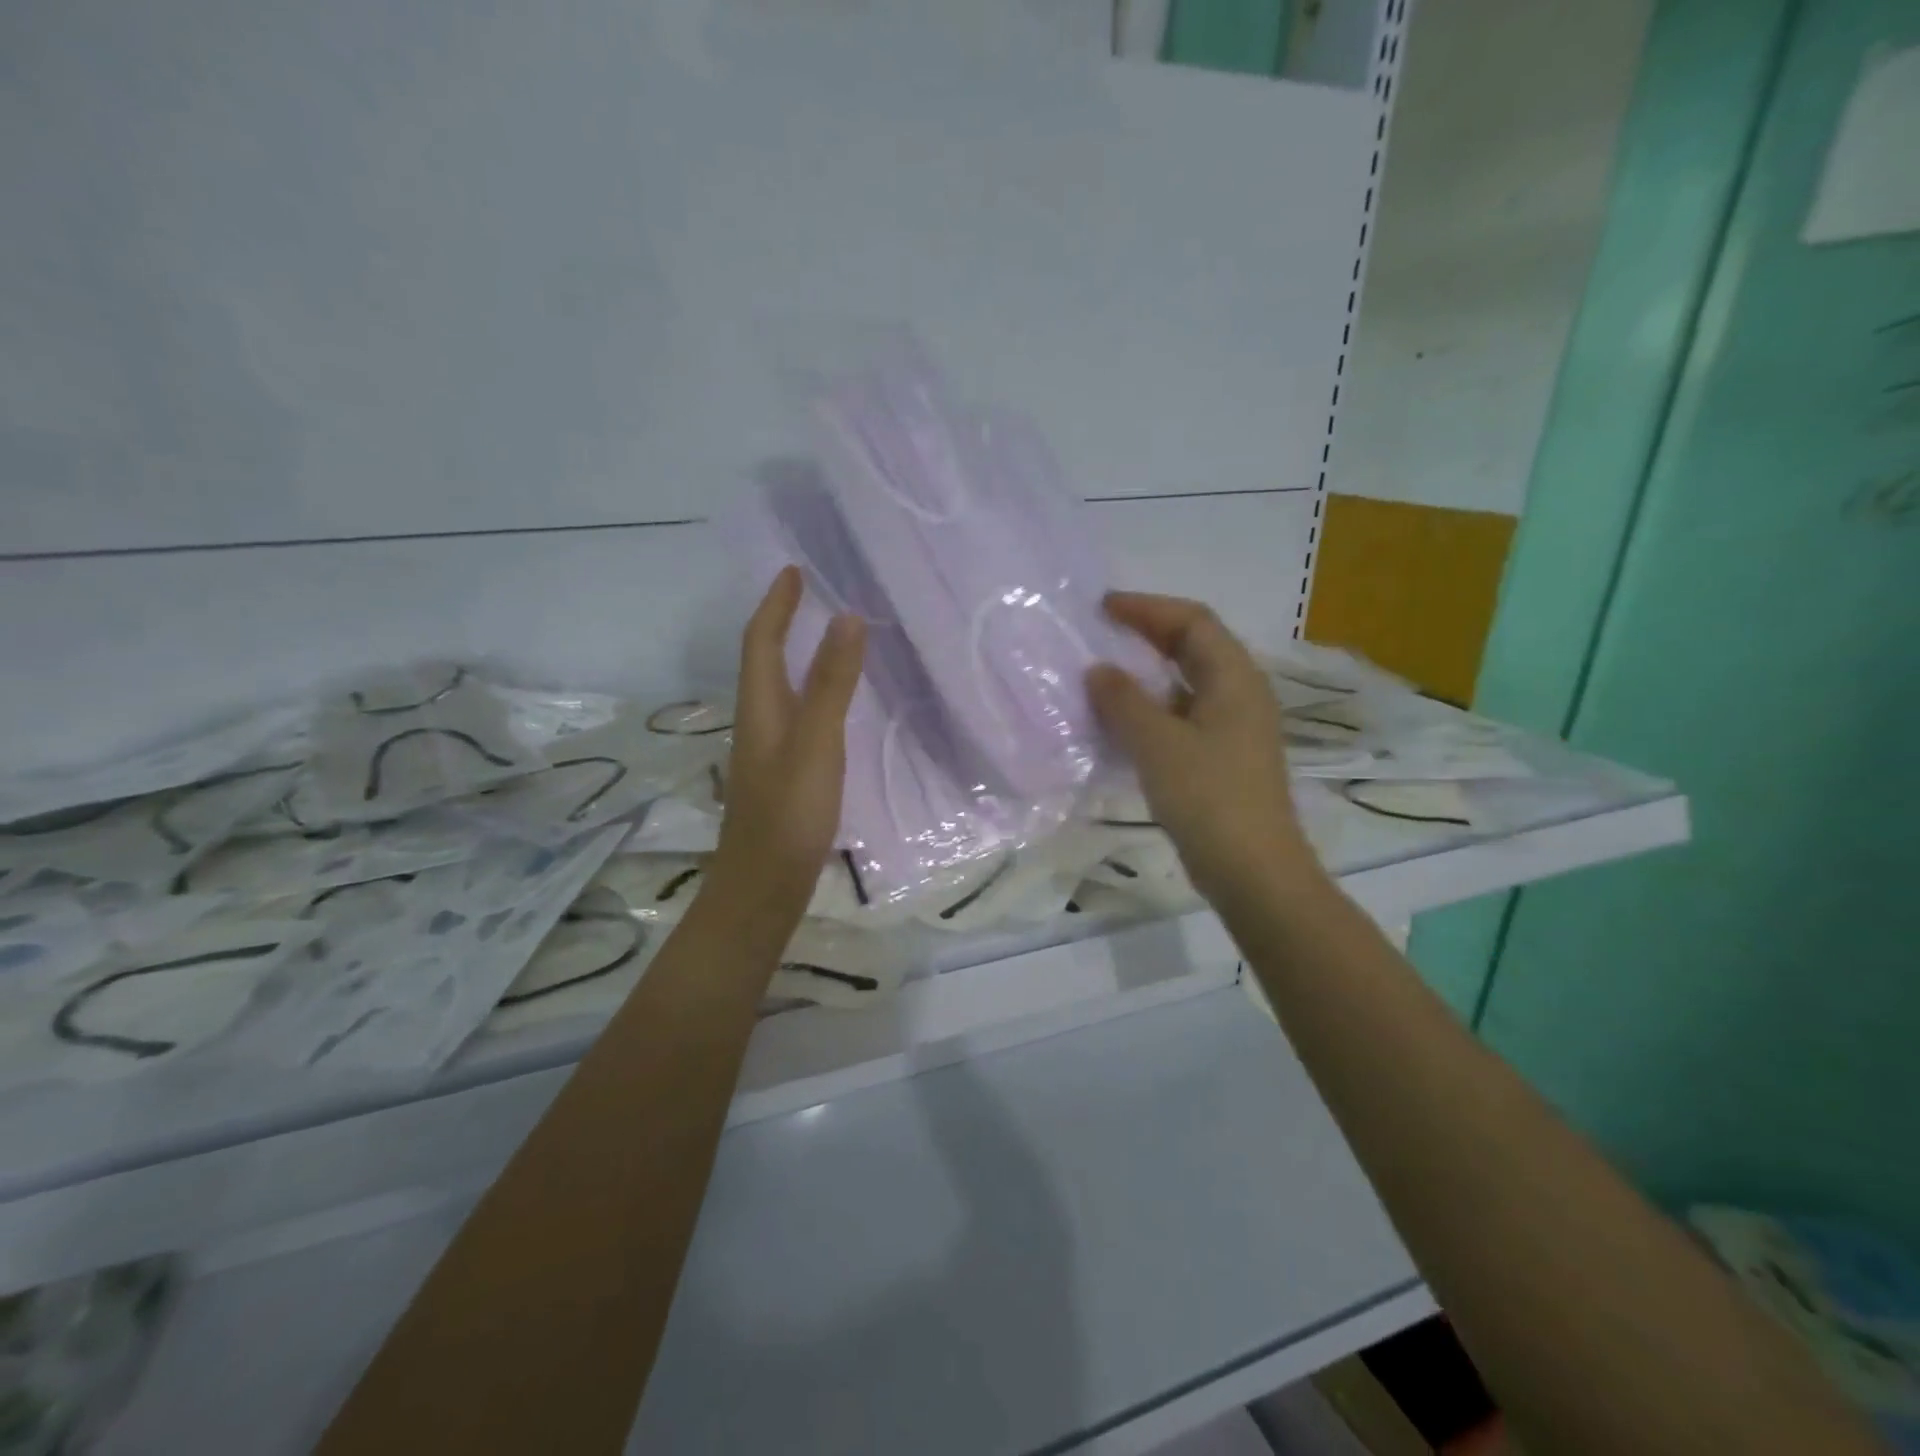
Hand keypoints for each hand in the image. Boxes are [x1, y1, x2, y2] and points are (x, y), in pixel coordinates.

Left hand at [712, 567, 865, 913]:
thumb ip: (831, 683)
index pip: (761, 640)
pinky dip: (811, 691)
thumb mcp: (815, 743)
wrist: (764, 886)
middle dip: (783, 621)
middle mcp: (759, 721)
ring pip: (779, 687)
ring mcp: (769, 750)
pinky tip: (832, 704)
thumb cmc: (789, 812)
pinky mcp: (784, 774)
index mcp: (760, 707)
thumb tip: (847, 618)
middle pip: (764, 659)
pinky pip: (795, 714)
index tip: (794, 570)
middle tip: (811, 594)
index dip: (777, 603)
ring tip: (826, 636)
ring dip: (795, 654)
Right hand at [1086, 592, 1320, 907]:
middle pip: (1194, 646)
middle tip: (1101, 633)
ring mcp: (1234, 727)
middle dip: (1147, 634)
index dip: (1147, 608)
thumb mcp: (1157, 744)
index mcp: (1234, 678)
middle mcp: (1240, 694)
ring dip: (1147, 673)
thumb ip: (1123, 701)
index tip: (1102, 608)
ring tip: (1104, 675)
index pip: (1192, 621)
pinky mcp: (1223, 757)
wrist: (1253, 870)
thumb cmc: (1208, 798)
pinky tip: (1122, 722)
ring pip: (1187, 682)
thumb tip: (1098, 670)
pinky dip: (1152, 708)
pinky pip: (1184, 715)